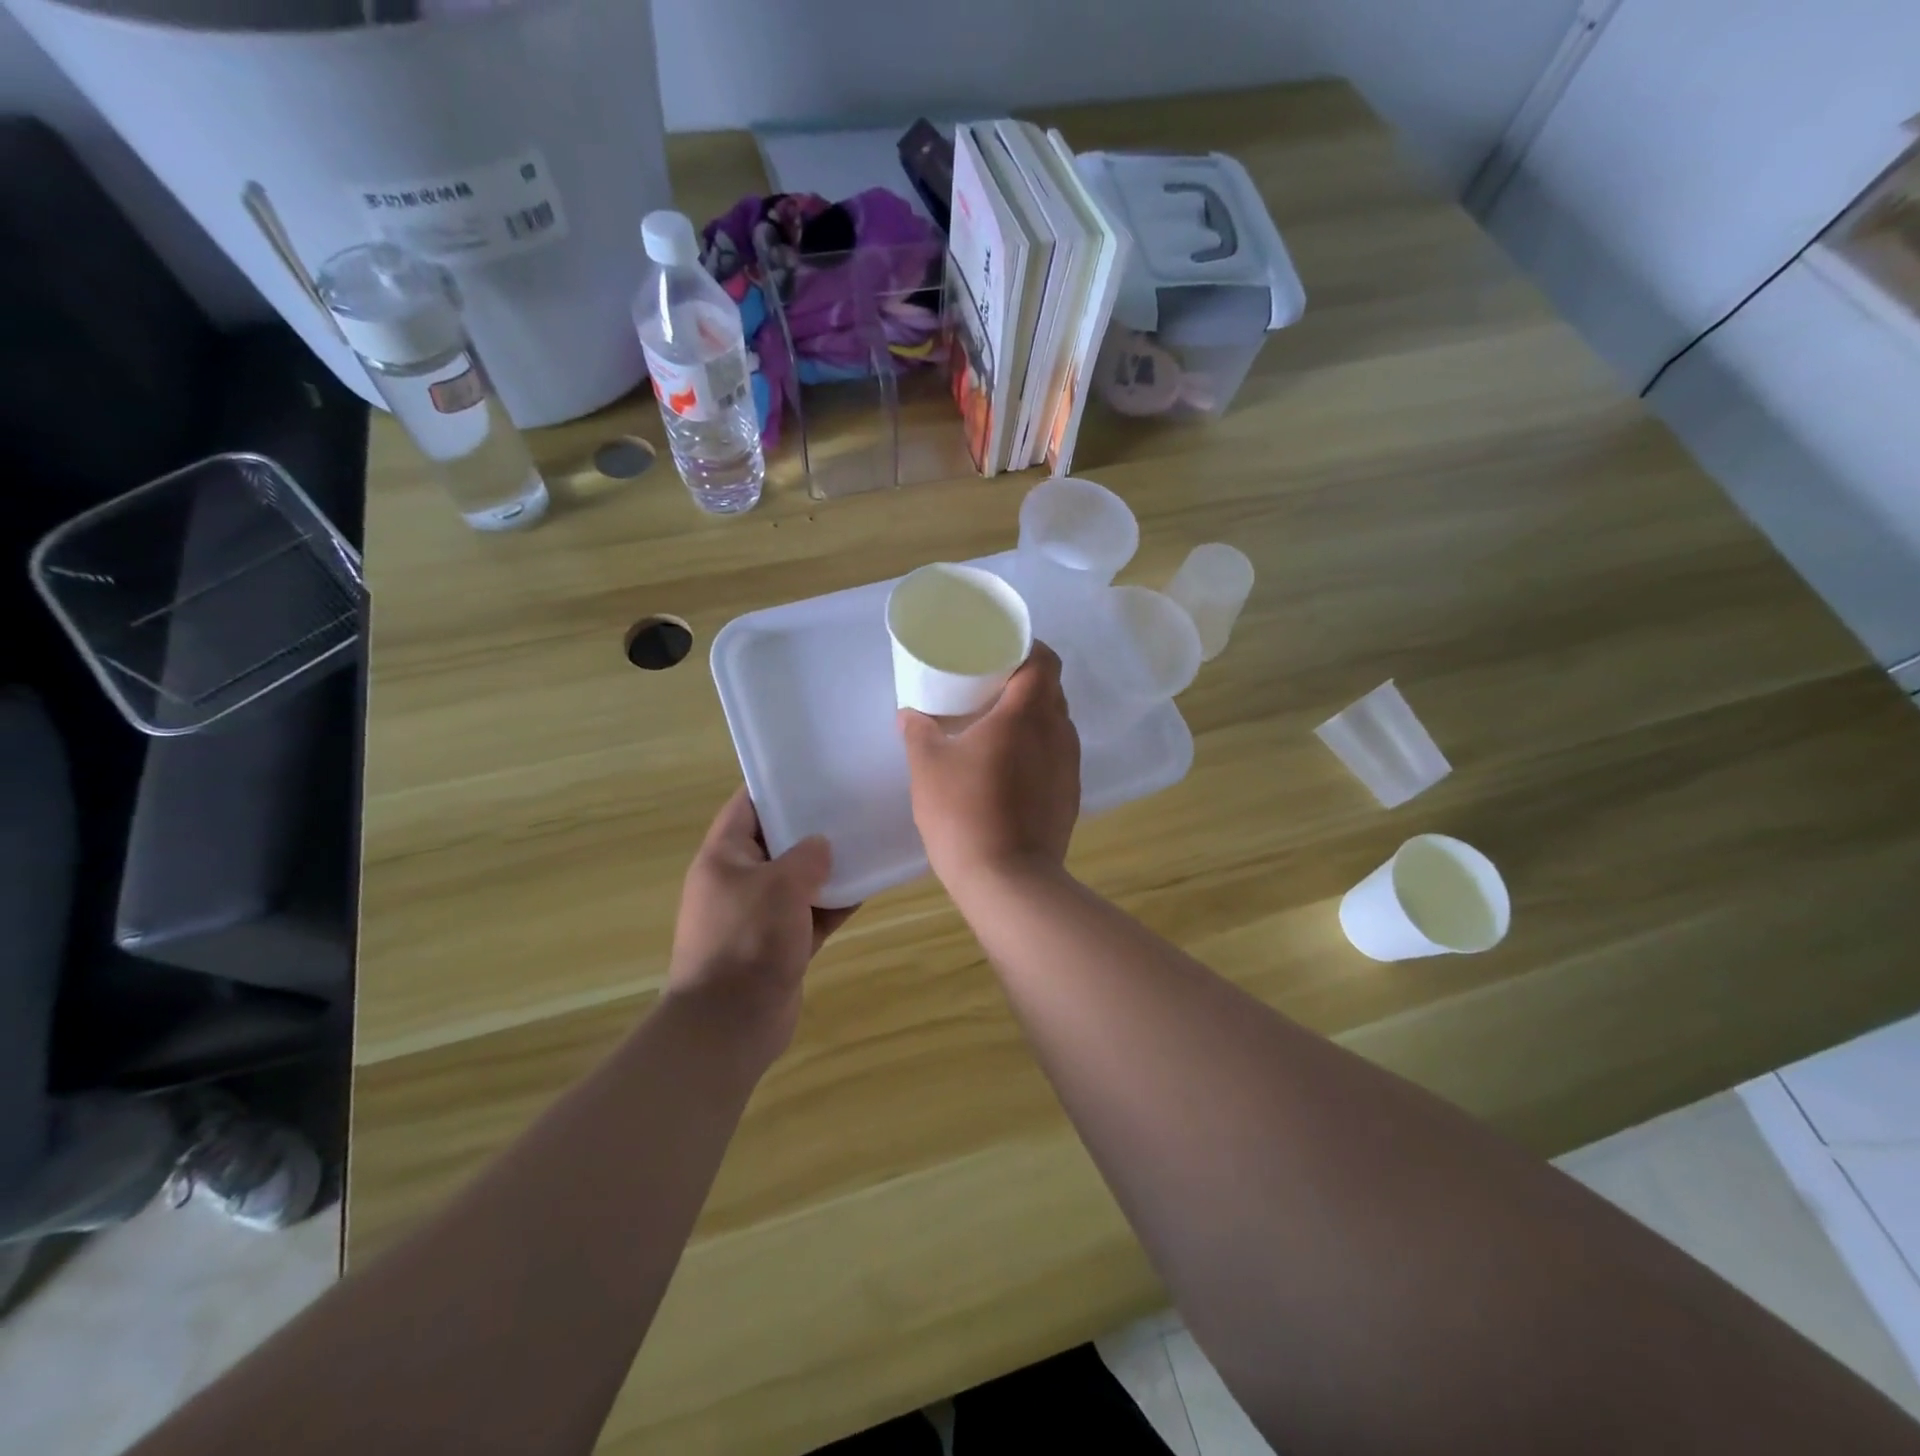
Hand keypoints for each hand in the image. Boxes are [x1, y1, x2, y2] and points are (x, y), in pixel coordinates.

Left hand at [668, 788, 855, 1064]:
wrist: (730, 1024)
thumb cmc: (746, 941)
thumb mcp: (778, 886)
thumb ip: (806, 857)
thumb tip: (822, 845)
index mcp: (725, 856)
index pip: (749, 805)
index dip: (779, 784)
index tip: (817, 769)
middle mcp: (740, 879)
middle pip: (780, 840)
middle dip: (813, 824)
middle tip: (852, 801)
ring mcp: (761, 914)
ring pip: (800, 878)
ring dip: (830, 865)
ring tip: (868, 838)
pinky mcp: (781, 943)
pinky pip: (813, 912)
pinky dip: (836, 901)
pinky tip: (870, 885)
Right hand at [899, 642, 1080, 895]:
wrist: (1009, 881)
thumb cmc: (964, 812)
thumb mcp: (928, 767)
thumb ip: (918, 732)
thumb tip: (909, 714)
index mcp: (1027, 713)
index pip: (1044, 660)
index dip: (1026, 647)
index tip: (1000, 650)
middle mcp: (1058, 732)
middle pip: (1051, 690)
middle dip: (1023, 682)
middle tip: (988, 686)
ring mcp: (1069, 766)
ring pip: (1055, 725)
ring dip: (1031, 718)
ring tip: (996, 727)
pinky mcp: (1070, 796)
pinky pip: (1056, 756)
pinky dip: (1036, 749)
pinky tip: (1007, 768)